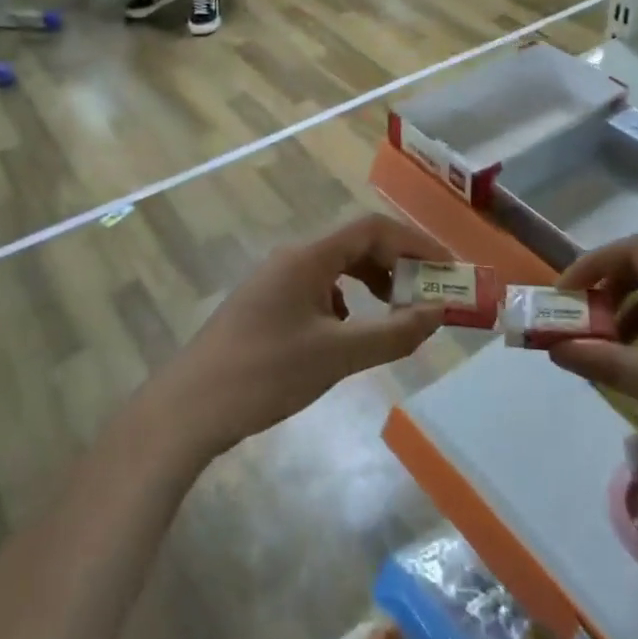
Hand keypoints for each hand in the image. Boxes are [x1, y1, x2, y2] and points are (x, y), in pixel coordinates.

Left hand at [156, 214, 448, 456]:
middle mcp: (292, 259)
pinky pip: (317, 291)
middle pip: (355, 246)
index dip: (415, 242)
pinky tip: (349, 335)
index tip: (448, 268)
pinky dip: (345, 304)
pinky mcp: (264, 307)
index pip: (373, 228)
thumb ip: (393, 333)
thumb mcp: (337, 354)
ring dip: (371, 285)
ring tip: (395, 315)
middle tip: (427, 295)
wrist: (189, 409)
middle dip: (396, 266)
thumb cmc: (266, 373)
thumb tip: (439, 313)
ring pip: (336, 269)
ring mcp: (274, 282)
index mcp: (308, 257)